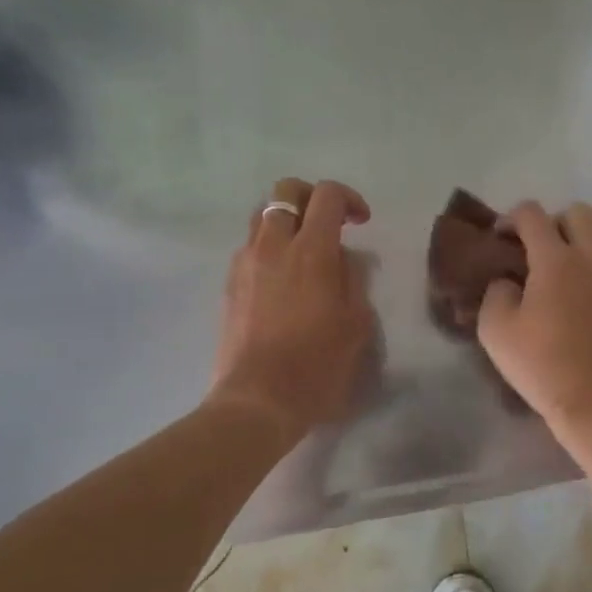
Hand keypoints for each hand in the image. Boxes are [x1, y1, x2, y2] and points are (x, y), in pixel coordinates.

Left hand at [210, 178, 375, 440]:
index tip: (361, 223)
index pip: (326, 195)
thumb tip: (346, 258)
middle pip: (285, 191)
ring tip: (304, 251)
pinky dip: (269, 248)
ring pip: (262, 216)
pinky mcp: (230, 285)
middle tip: (330, 224)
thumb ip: (354, 279)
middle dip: (311, 198)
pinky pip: (250, 248)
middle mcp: (273, 246)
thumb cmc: (318, 365)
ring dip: (287, 222)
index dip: (348, 199)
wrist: (259, 400)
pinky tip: (283, 280)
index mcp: (311, 251)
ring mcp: (245, 264)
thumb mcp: (357, 323)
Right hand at [477, 201, 591, 441]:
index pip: (532, 214)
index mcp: (557, 260)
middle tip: (534, 252)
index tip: (499, 239)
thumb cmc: (541, 365)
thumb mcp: (496, 330)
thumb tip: (509, 282)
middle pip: (578, 213)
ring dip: (576, 245)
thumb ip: (496, 292)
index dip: (510, 218)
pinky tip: (579, 307)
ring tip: (557, 277)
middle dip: (552, 222)